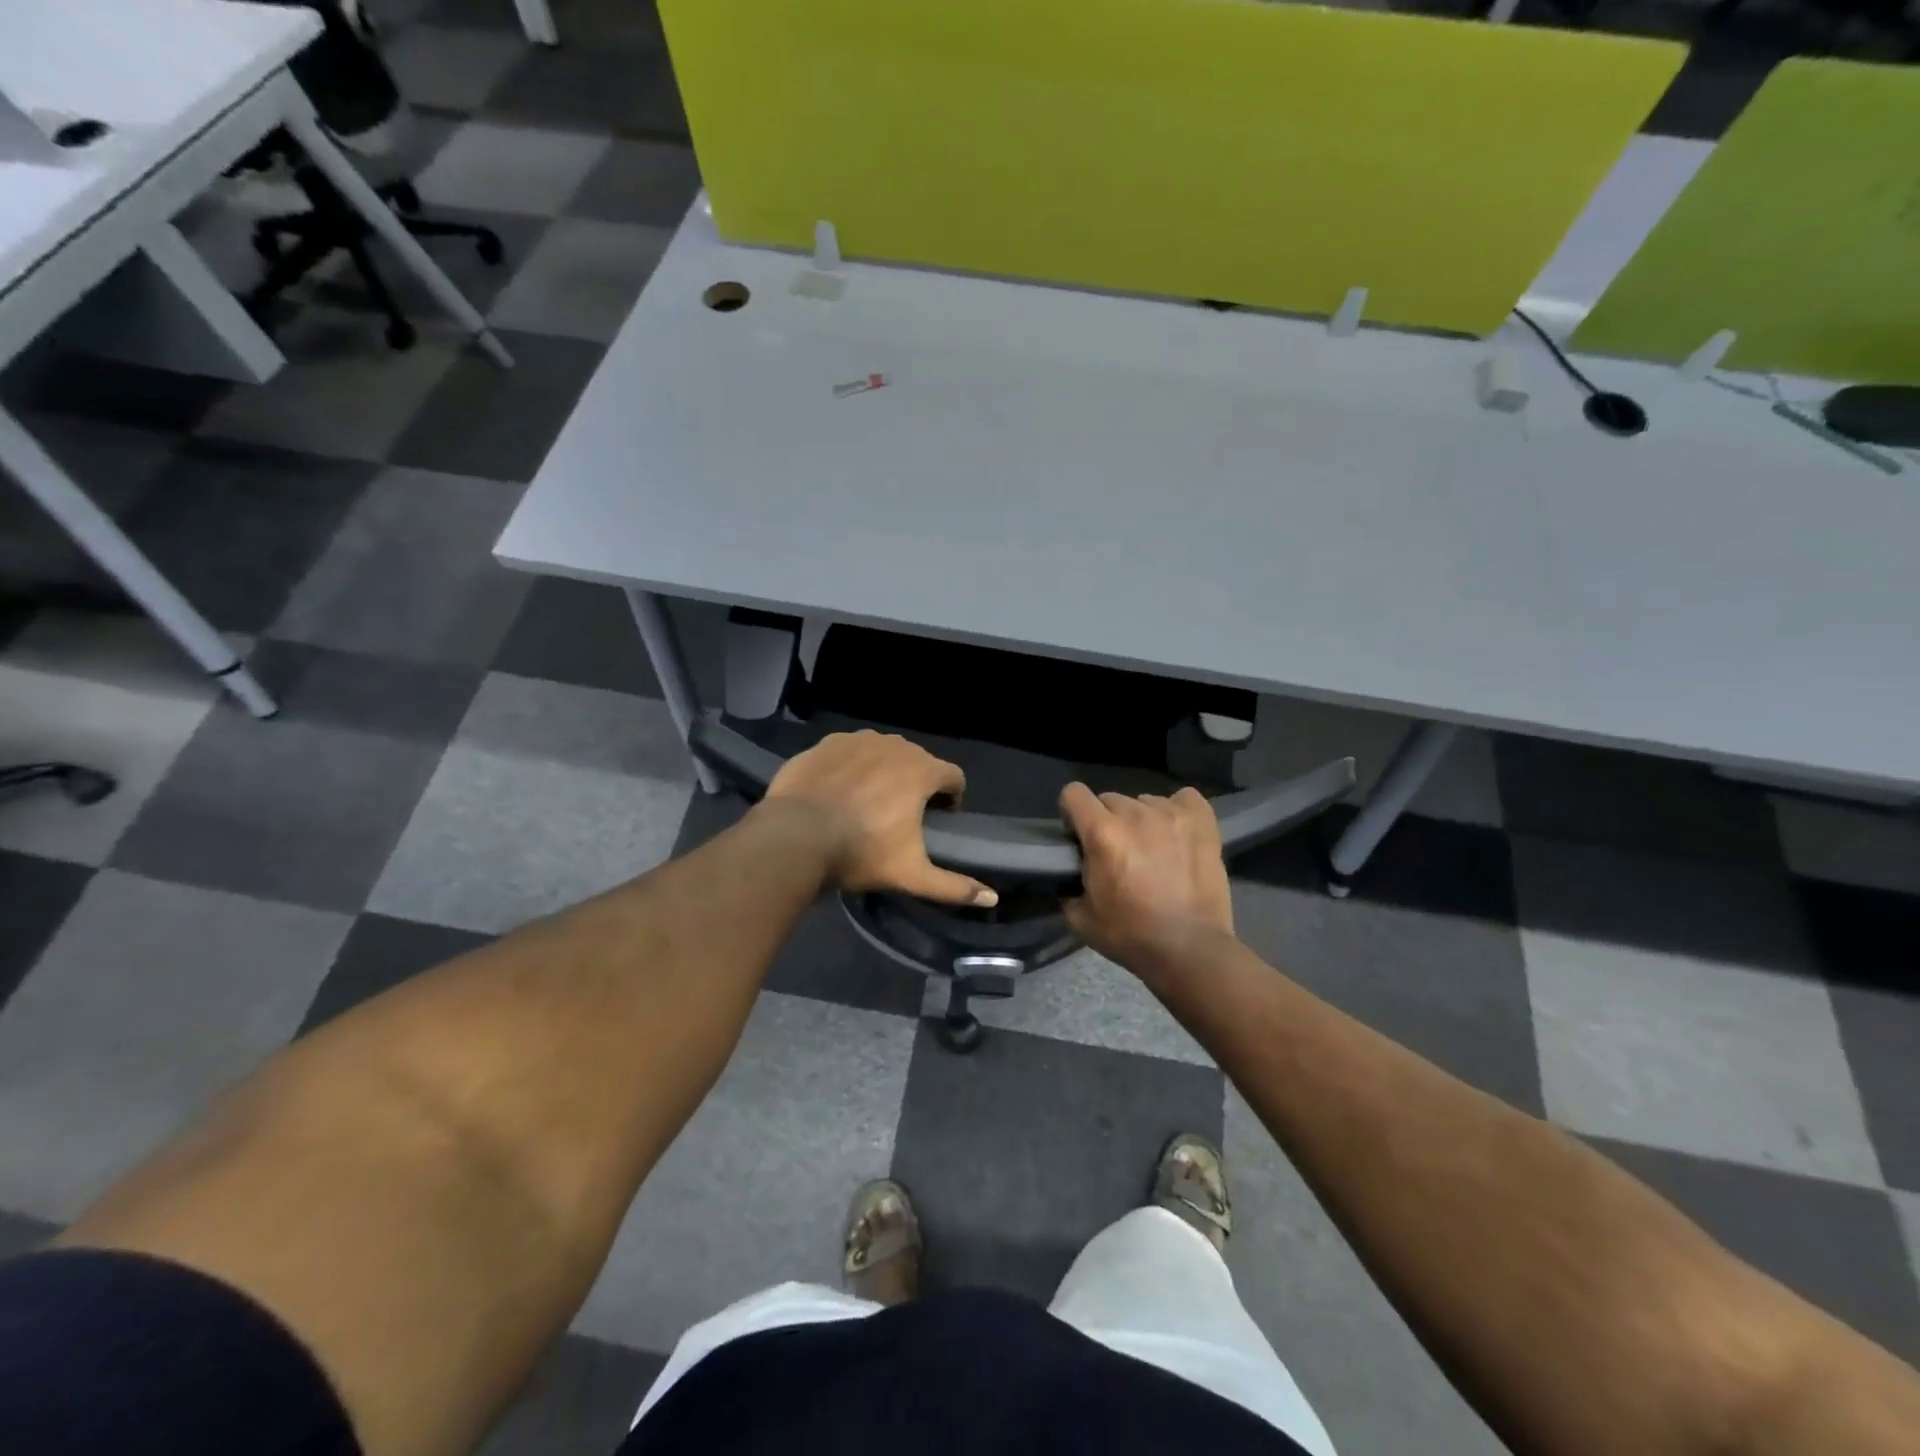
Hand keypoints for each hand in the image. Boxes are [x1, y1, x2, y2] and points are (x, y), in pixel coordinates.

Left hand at [762, 730, 998, 906]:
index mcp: (921, 770)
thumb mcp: (910, 874)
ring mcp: (858, 740)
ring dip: (883, 772)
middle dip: (916, 784)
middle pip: (918, 762)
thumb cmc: (860, 852)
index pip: (953, 775)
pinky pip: (850, 751)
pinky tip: (837, 791)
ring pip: (883, 753)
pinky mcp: (827, 743)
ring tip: (866, 803)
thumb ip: (953, 886)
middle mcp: (894, 745)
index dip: (950, 799)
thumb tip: (992, 899)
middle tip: (899, 817)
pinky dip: (851, 766)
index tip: (936, 822)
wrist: (794, 836)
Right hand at [1060, 783, 1233, 975]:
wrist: (1190, 949)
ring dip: (1141, 820)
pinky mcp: (1202, 822)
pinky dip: (1177, 812)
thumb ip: (1067, 886)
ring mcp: (1172, 815)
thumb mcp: (1080, 917)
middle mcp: (1135, 815)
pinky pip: (1184, 798)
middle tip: (1117, 852)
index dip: (1071, 813)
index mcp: (1102, 834)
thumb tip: (1067, 875)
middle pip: (1109, 799)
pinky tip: (1177, 834)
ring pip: (1145, 801)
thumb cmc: (1131, 936)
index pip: (1074, 793)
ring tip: (1152, 849)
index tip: (1078, 836)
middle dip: (1107, 821)